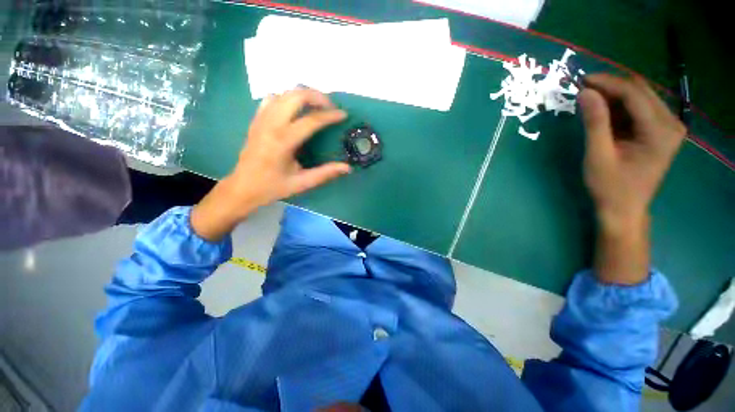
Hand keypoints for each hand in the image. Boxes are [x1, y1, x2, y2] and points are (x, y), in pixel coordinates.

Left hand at [191, 88, 350, 240]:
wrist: (242, 187)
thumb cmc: (273, 187)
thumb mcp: (302, 183)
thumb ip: (325, 173)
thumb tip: (348, 167)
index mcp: (283, 141)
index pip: (312, 120)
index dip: (330, 115)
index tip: (344, 115)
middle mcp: (271, 124)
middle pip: (296, 96)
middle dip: (317, 96)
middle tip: (331, 107)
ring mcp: (261, 119)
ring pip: (284, 93)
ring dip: (303, 95)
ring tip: (317, 106)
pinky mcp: (256, 119)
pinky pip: (272, 98)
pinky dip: (287, 98)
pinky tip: (295, 109)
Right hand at [579, 74, 685, 283]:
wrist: (624, 209)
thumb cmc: (610, 187)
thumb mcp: (598, 155)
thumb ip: (594, 122)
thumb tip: (584, 92)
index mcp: (660, 131)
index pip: (634, 94)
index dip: (607, 83)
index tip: (581, 81)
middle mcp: (670, 123)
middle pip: (640, 91)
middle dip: (610, 86)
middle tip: (583, 89)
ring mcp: (667, 127)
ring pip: (640, 97)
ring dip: (614, 95)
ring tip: (589, 100)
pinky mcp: (660, 131)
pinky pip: (639, 108)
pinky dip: (619, 106)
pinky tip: (603, 111)